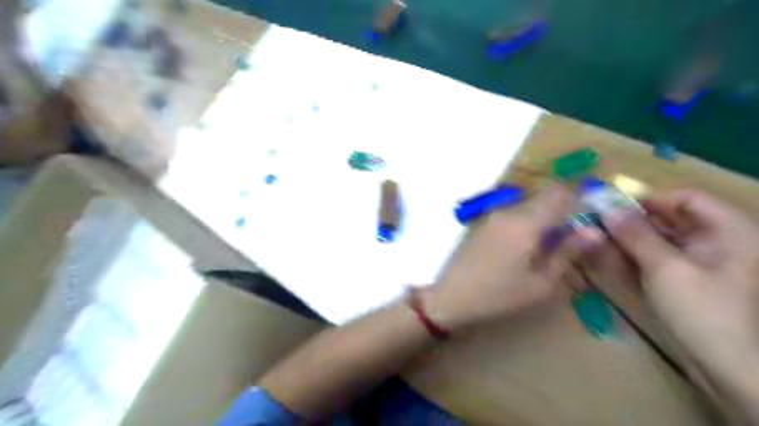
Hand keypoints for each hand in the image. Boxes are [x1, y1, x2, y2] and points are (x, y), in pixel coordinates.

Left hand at [424, 181, 579, 328]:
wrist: (450, 296)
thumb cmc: (498, 295)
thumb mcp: (540, 283)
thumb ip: (567, 253)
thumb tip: (595, 230)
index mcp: (525, 222)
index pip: (560, 192)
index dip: (581, 195)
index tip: (594, 210)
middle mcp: (508, 211)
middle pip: (544, 195)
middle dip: (565, 206)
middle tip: (575, 233)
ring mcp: (492, 215)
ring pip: (529, 203)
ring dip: (546, 214)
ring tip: (554, 242)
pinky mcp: (483, 222)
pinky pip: (513, 212)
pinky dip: (529, 220)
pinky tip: (528, 245)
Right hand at [603, 190, 758, 388]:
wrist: (726, 367)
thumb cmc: (703, 312)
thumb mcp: (665, 268)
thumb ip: (635, 235)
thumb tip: (606, 208)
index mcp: (729, 230)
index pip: (686, 197)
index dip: (649, 199)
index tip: (612, 208)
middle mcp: (716, 240)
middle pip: (669, 217)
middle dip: (632, 222)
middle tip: (597, 225)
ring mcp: (701, 260)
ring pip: (659, 237)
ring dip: (628, 240)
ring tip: (598, 243)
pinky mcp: (686, 277)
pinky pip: (657, 256)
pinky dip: (634, 256)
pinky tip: (611, 259)